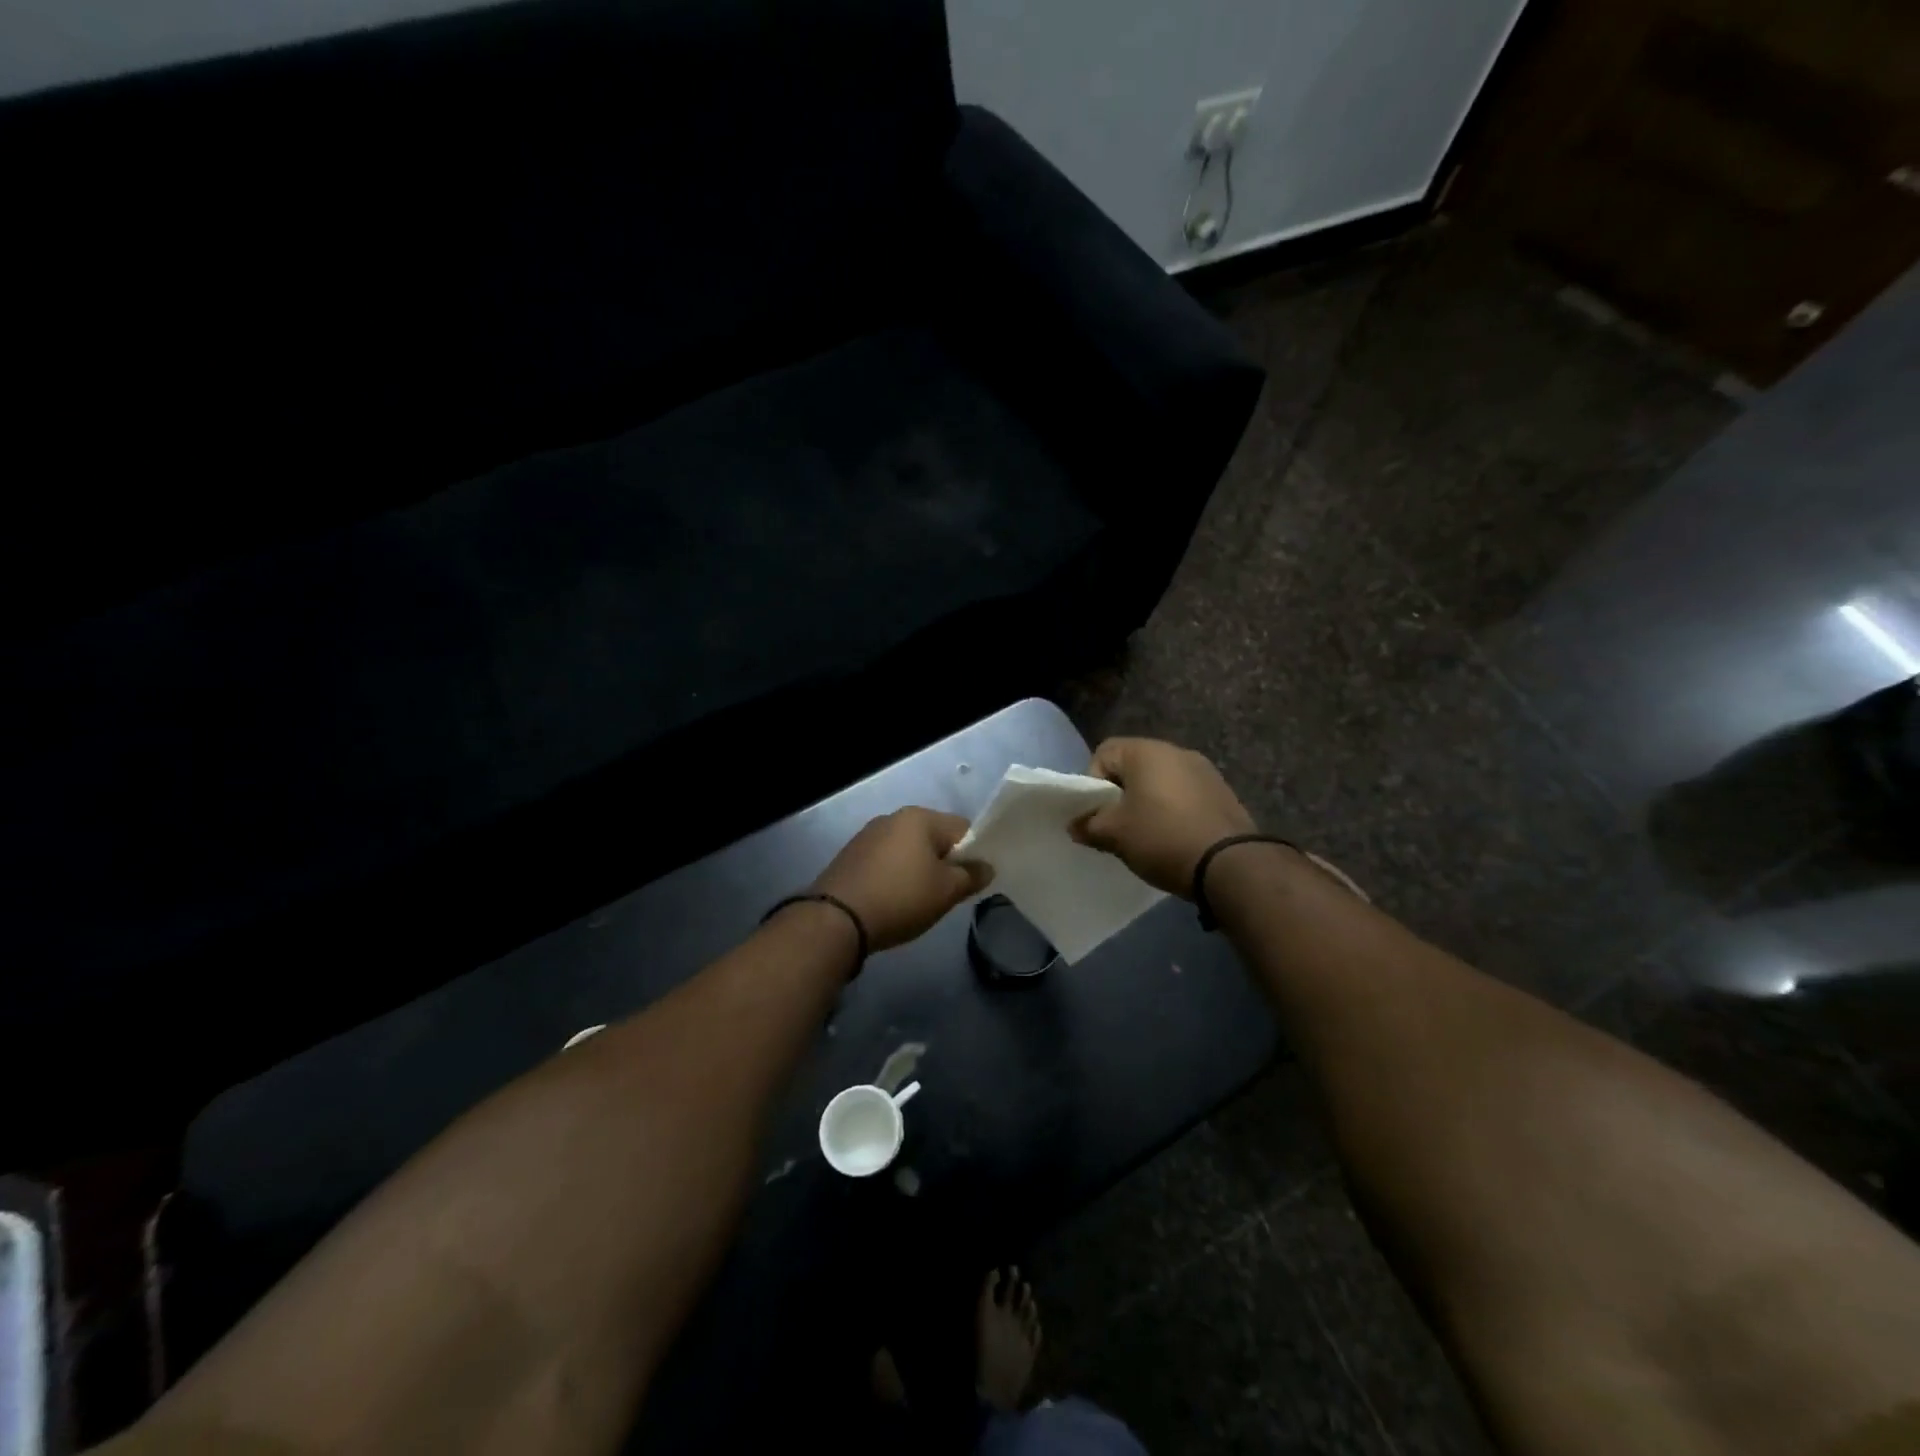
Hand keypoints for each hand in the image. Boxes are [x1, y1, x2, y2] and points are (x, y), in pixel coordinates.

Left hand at [812, 808, 991, 952]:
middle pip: (933, 837)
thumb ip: (971, 876)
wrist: (836, 919)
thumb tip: (986, 867)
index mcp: (919, 817)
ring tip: (917, 901)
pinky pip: (886, 861)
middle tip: (946, 894)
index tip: (971, 881)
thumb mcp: (946, 891)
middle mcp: (892, 818)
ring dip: (918, 870)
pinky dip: (895, 876)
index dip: (973, 853)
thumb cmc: (900, 898)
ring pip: (908, 850)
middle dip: (944, 863)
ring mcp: (867, 835)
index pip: (962, 827)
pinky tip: (892, 900)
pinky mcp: (850, 856)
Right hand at [1073, 738, 1255, 897]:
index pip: (1104, 753)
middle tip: (1118, 827)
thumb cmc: (1162, 838)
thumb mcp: (1115, 834)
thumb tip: (1076, 824)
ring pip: (1160, 782)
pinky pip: (1185, 795)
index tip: (1098, 814)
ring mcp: (1204, 770)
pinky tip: (1175, 838)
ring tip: (1148, 836)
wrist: (1231, 864)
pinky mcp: (1222, 793)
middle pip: (1133, 766)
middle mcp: (1176, 751)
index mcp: (1146, 751)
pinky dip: (1173, 811)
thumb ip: (1089, 825)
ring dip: (1148, 803)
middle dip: (1121, 795)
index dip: (1093, 783)